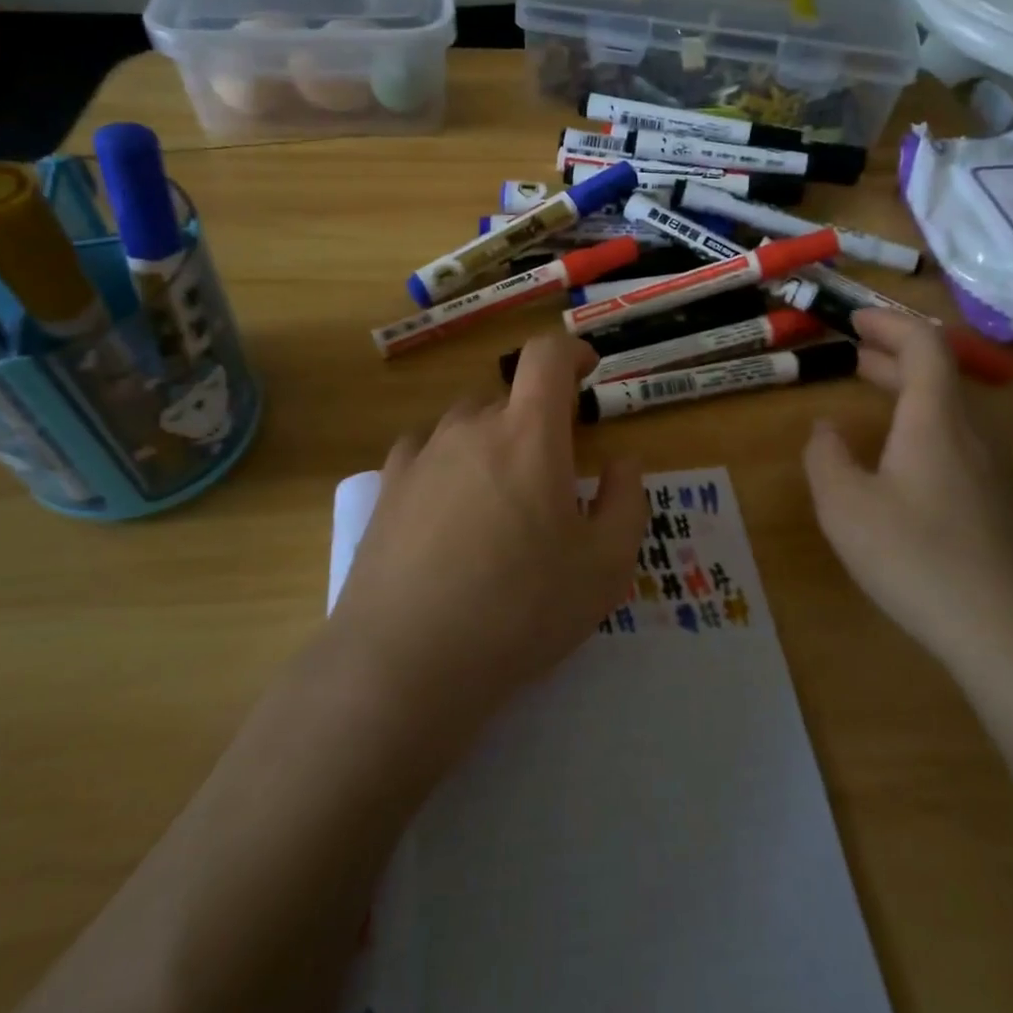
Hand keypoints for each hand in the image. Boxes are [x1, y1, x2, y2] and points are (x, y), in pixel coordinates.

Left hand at [329, 331, 646, 737]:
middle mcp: (470, 428)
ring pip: (466, 423)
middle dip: (538, 417)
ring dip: (493, 440)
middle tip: (554, 469)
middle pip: (508, 396)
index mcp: (528, 434)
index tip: (587, 372)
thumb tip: (621, 462)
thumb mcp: (604, 567)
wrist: (407, 661)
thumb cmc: (520, 610)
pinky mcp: (386, 488)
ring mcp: (421, 456)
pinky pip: (425, 451)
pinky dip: (449, 461)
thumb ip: (625, 502)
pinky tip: (451, 505)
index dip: (572, 352)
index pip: (547, 356)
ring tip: (502, 495)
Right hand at [803, 309, 1012, 669]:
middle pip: (939, 373)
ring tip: (871, 396)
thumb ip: (826, 458)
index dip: (888, 323)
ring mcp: (995, 469)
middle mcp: (974, 432)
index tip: (853, 320)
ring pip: (950, 408)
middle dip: (892, 355)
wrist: (1011, 634)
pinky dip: (924, 423)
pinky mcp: (1002, 502)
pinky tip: (901, 459)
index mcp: (936, 419)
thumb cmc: (918, 558)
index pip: (924, 344)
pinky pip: (960, 439)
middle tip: (851, 353)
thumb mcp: (845, 507)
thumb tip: (825, 429)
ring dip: (909, 390)